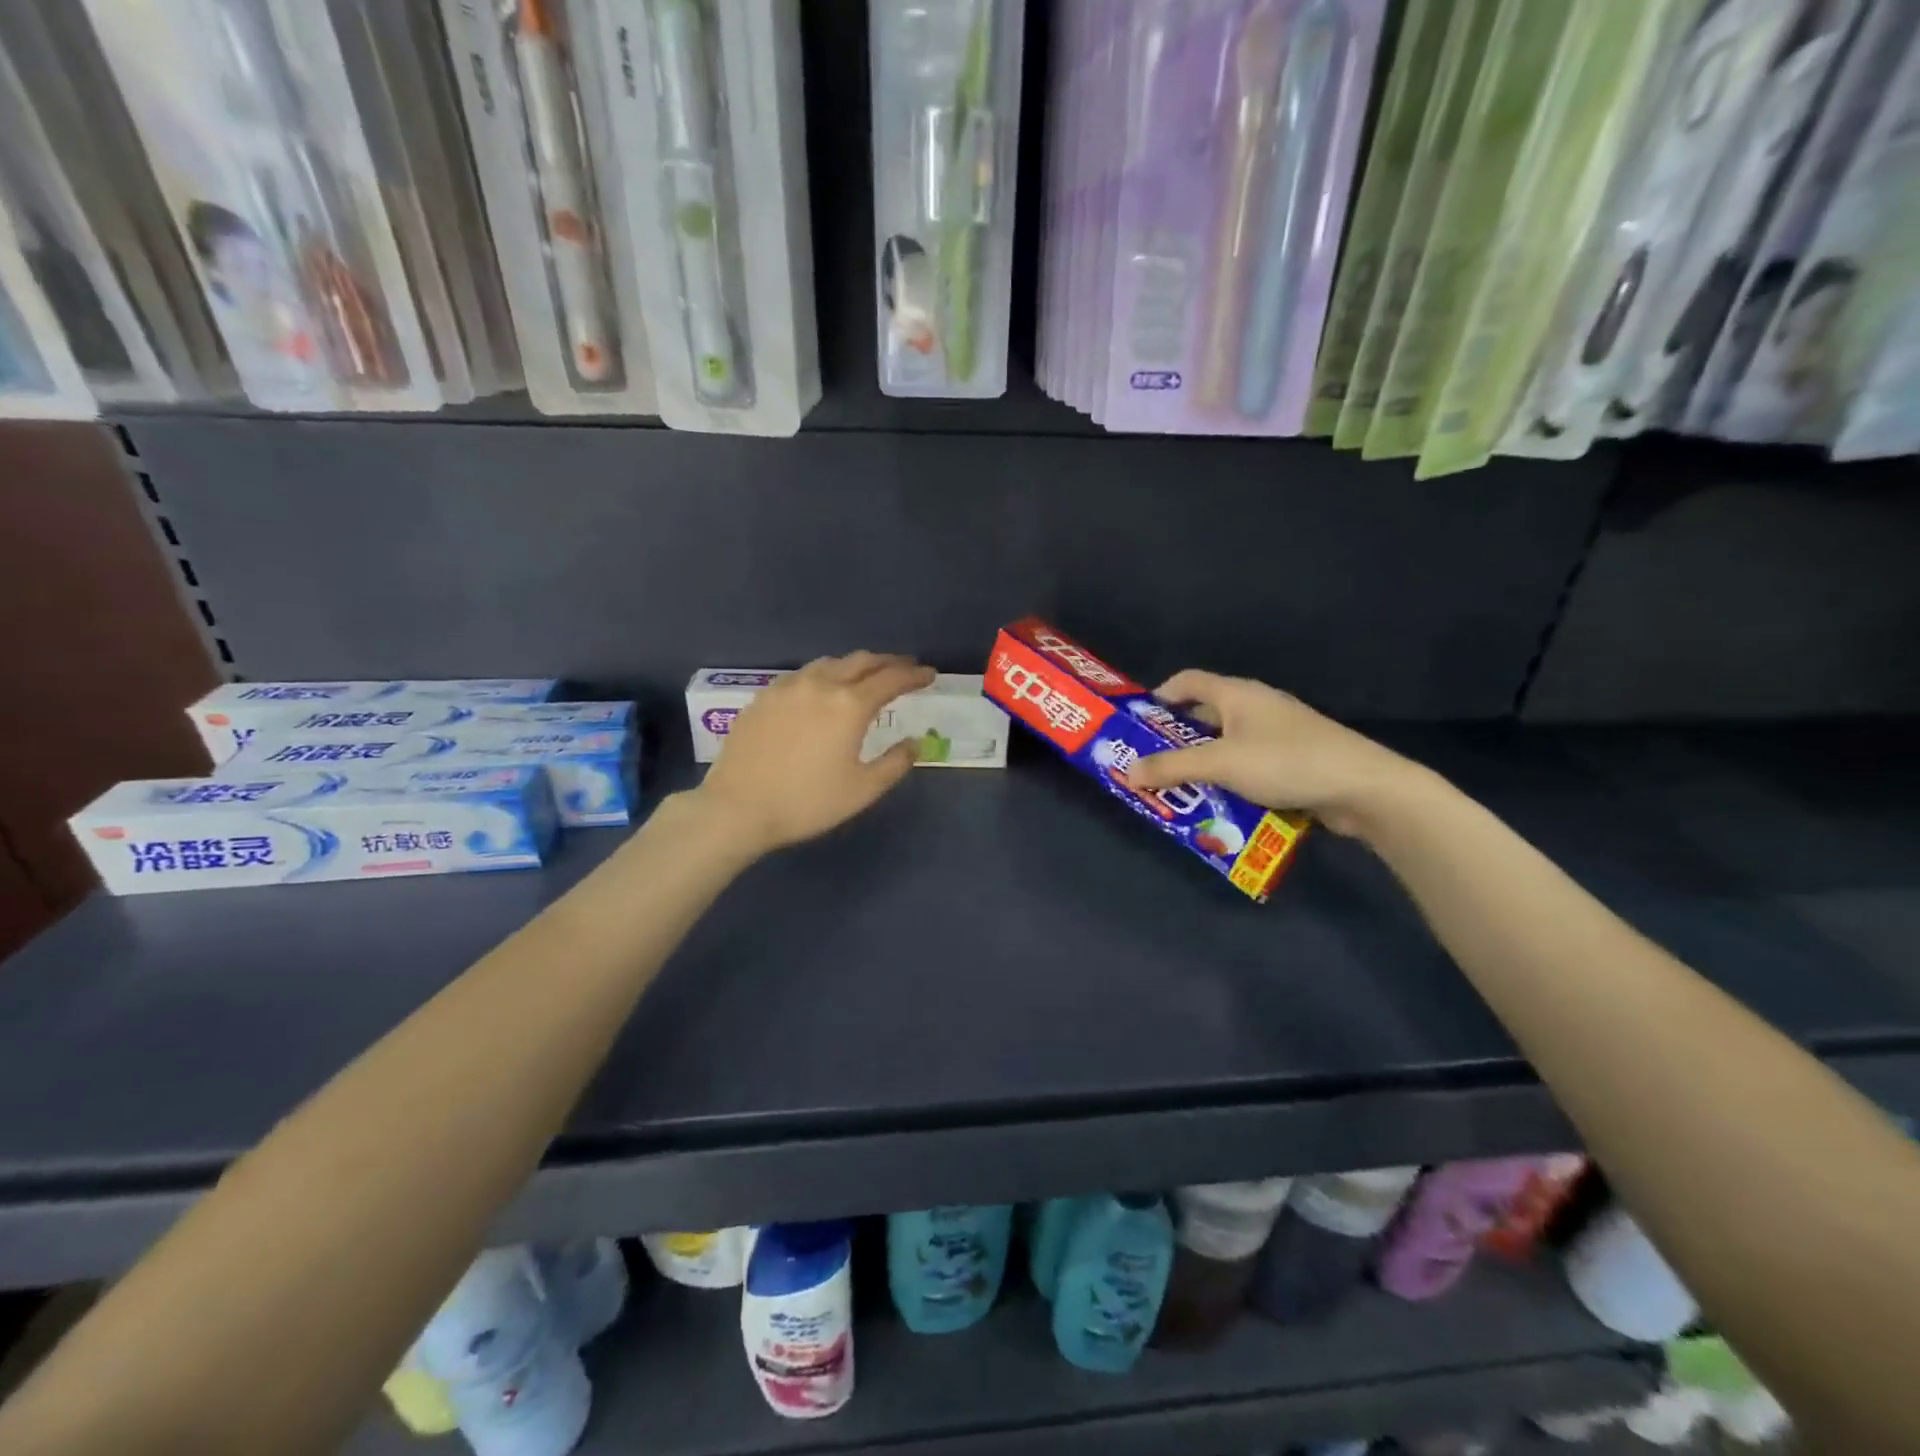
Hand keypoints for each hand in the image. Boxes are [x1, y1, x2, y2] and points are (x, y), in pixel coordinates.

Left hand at [694, 652, 935, 856]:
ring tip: (866, 676)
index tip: (929, 675)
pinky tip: (822, 690)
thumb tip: (915, 743)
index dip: (914, 675)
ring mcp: (788, 687)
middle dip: (888, 662)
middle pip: (861, 661)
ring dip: (855, 665)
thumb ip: (895, 763)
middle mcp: (820, 684)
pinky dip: (825, 675)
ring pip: (830, 663)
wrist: (736, 808)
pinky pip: (803, 675)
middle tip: (904, 668)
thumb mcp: (862, 790)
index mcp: (849, 705)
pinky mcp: (764, 696)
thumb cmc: (806, 802)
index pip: (891, 679)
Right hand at [1122, 670, 1424, 837]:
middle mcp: (1256, 707)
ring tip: (1177, 790)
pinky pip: (1249, 767)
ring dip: (1202, 765)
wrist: (1363, 788)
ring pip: (1227, 745)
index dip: (1160, 696)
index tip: (1138, 724)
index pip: (1188, 681)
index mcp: (1237, 694)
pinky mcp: (1293, 761)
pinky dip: (1229, 781)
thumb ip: (1172, 767)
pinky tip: (1218, 805)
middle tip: (1150, 765)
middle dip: (1175, 740)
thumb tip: (1128, 772)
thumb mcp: (1220, 764)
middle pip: (1205, 716)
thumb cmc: (1285, 762)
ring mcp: (1277, 734)